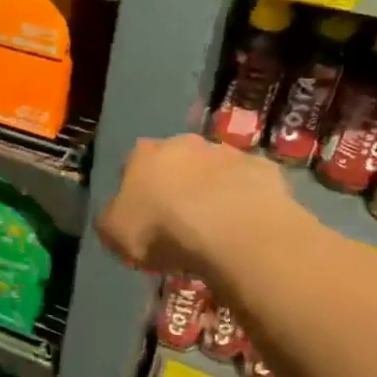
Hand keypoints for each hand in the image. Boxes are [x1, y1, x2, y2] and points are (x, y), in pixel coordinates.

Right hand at [98, 134, 305, 277]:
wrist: (232, 230)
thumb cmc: (162, 229)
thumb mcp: (114, 233)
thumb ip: (111, 219)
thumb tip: (116, 215)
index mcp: (142, 155)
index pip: (131, 164)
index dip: (134, 189)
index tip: (140, 214)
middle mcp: (183, 143)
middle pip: (175, 161)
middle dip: (175, 183)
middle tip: (178, 219)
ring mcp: (227, 153)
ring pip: (214, 169)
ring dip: (212, 189)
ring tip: (215, 225)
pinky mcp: (265, 169)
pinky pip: (249, 184)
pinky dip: (245, 199)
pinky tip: (245, 225)